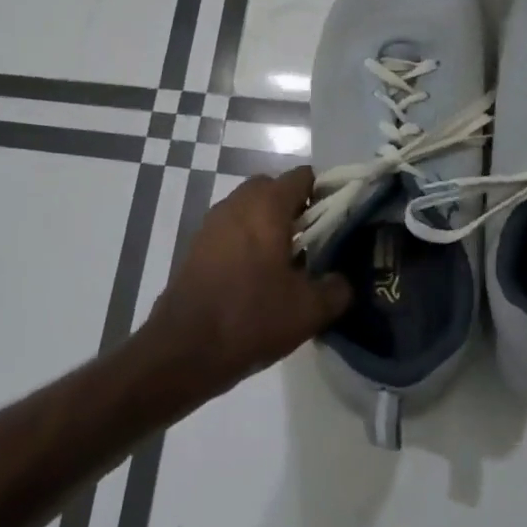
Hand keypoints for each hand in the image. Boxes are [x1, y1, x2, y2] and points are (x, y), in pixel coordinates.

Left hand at [141, 168, 351, 401]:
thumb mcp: (309, 310)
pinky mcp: (197, 244)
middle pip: (274, 188)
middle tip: (312, 244)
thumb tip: (342, 280)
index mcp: (267, 204)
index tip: (336, 224)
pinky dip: (246, 241)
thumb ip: (337, 289)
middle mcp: (237, 202)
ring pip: (250, 209)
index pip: (303, 177)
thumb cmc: (251, 317)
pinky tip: (255, 278)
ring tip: (285, 265)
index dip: (324, 195)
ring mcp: (212, 222)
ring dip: (268, 225)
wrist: (184, 349)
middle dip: (294, 209)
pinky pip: (231, 229)